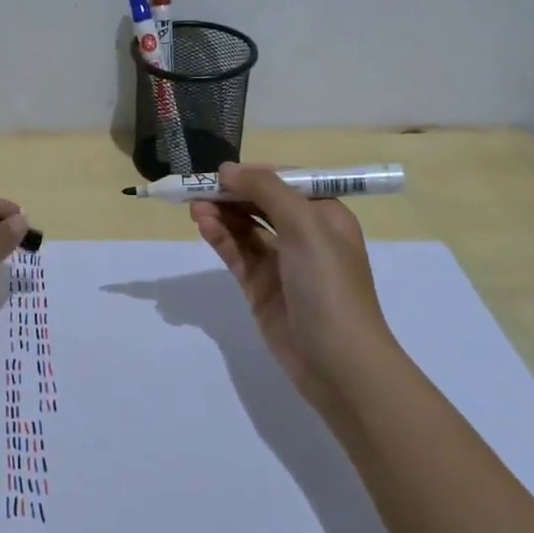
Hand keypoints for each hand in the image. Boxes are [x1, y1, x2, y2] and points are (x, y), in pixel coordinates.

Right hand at [190, 163, 391, 413]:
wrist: (338, 362)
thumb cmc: (329, 285)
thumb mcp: (305, 226)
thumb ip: (266, 191)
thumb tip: (228, 169)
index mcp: (325, 215)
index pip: (285, 182)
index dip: (254, 174)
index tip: (222, 172)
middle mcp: (304, 235)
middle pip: (261, 203)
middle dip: (232, 194)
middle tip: (198, 188)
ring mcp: (281, 263)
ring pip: (245, 228)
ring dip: (222, 214)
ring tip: (195, 207)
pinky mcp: (260, 287)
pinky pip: (237, 253)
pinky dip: (220, 237)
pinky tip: (204, 226)